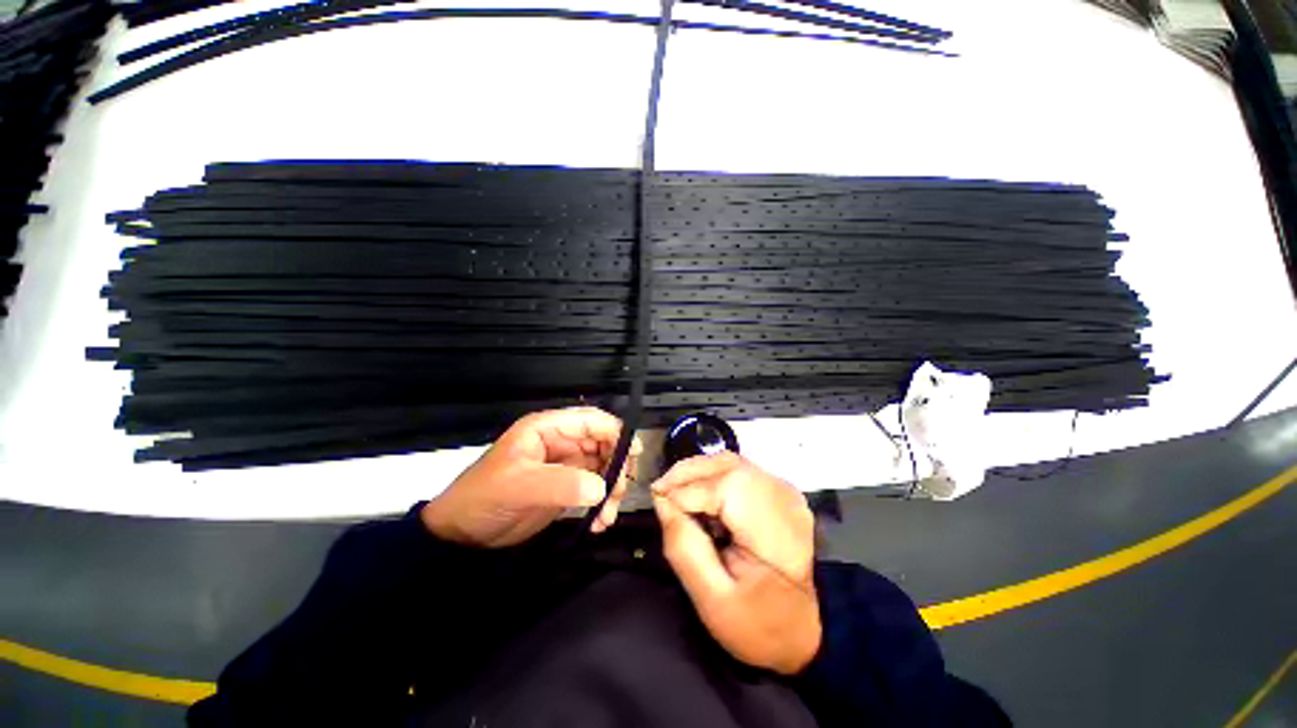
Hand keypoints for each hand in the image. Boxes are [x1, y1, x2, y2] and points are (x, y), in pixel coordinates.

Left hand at [421, 407, 639, 547]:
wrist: (463, 536)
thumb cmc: (485, 498)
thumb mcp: (520, 486)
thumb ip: (562, 483)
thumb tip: (602, 488)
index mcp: (548, 429)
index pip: (590, 421)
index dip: (615, 431)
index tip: (634, 452)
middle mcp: (561, 442)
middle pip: (603, 443)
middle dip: (616, 466)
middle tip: (618, 493)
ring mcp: (566, 466)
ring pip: (604, 467)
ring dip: (612, 489)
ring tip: (606, 517)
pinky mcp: (568, 488)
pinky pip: (596, 489)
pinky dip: (603, 504)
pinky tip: (598, 523)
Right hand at [651, 452, 820, 674]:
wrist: (801, 631)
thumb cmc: (758, 624)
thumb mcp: (712, 600)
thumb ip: (684, 548)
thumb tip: (662, 502)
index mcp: (775, 531)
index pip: (724, 488)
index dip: (686, 491)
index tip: (659, 503)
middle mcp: (783, 499)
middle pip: (727, 465)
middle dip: (688, 473)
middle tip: (660, 491)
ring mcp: (783, 491)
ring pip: (731, 462)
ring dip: (698, 472)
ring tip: (674, 491)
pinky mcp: (777, 491)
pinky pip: (737, 470)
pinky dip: (712, 476)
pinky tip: (698, 495)